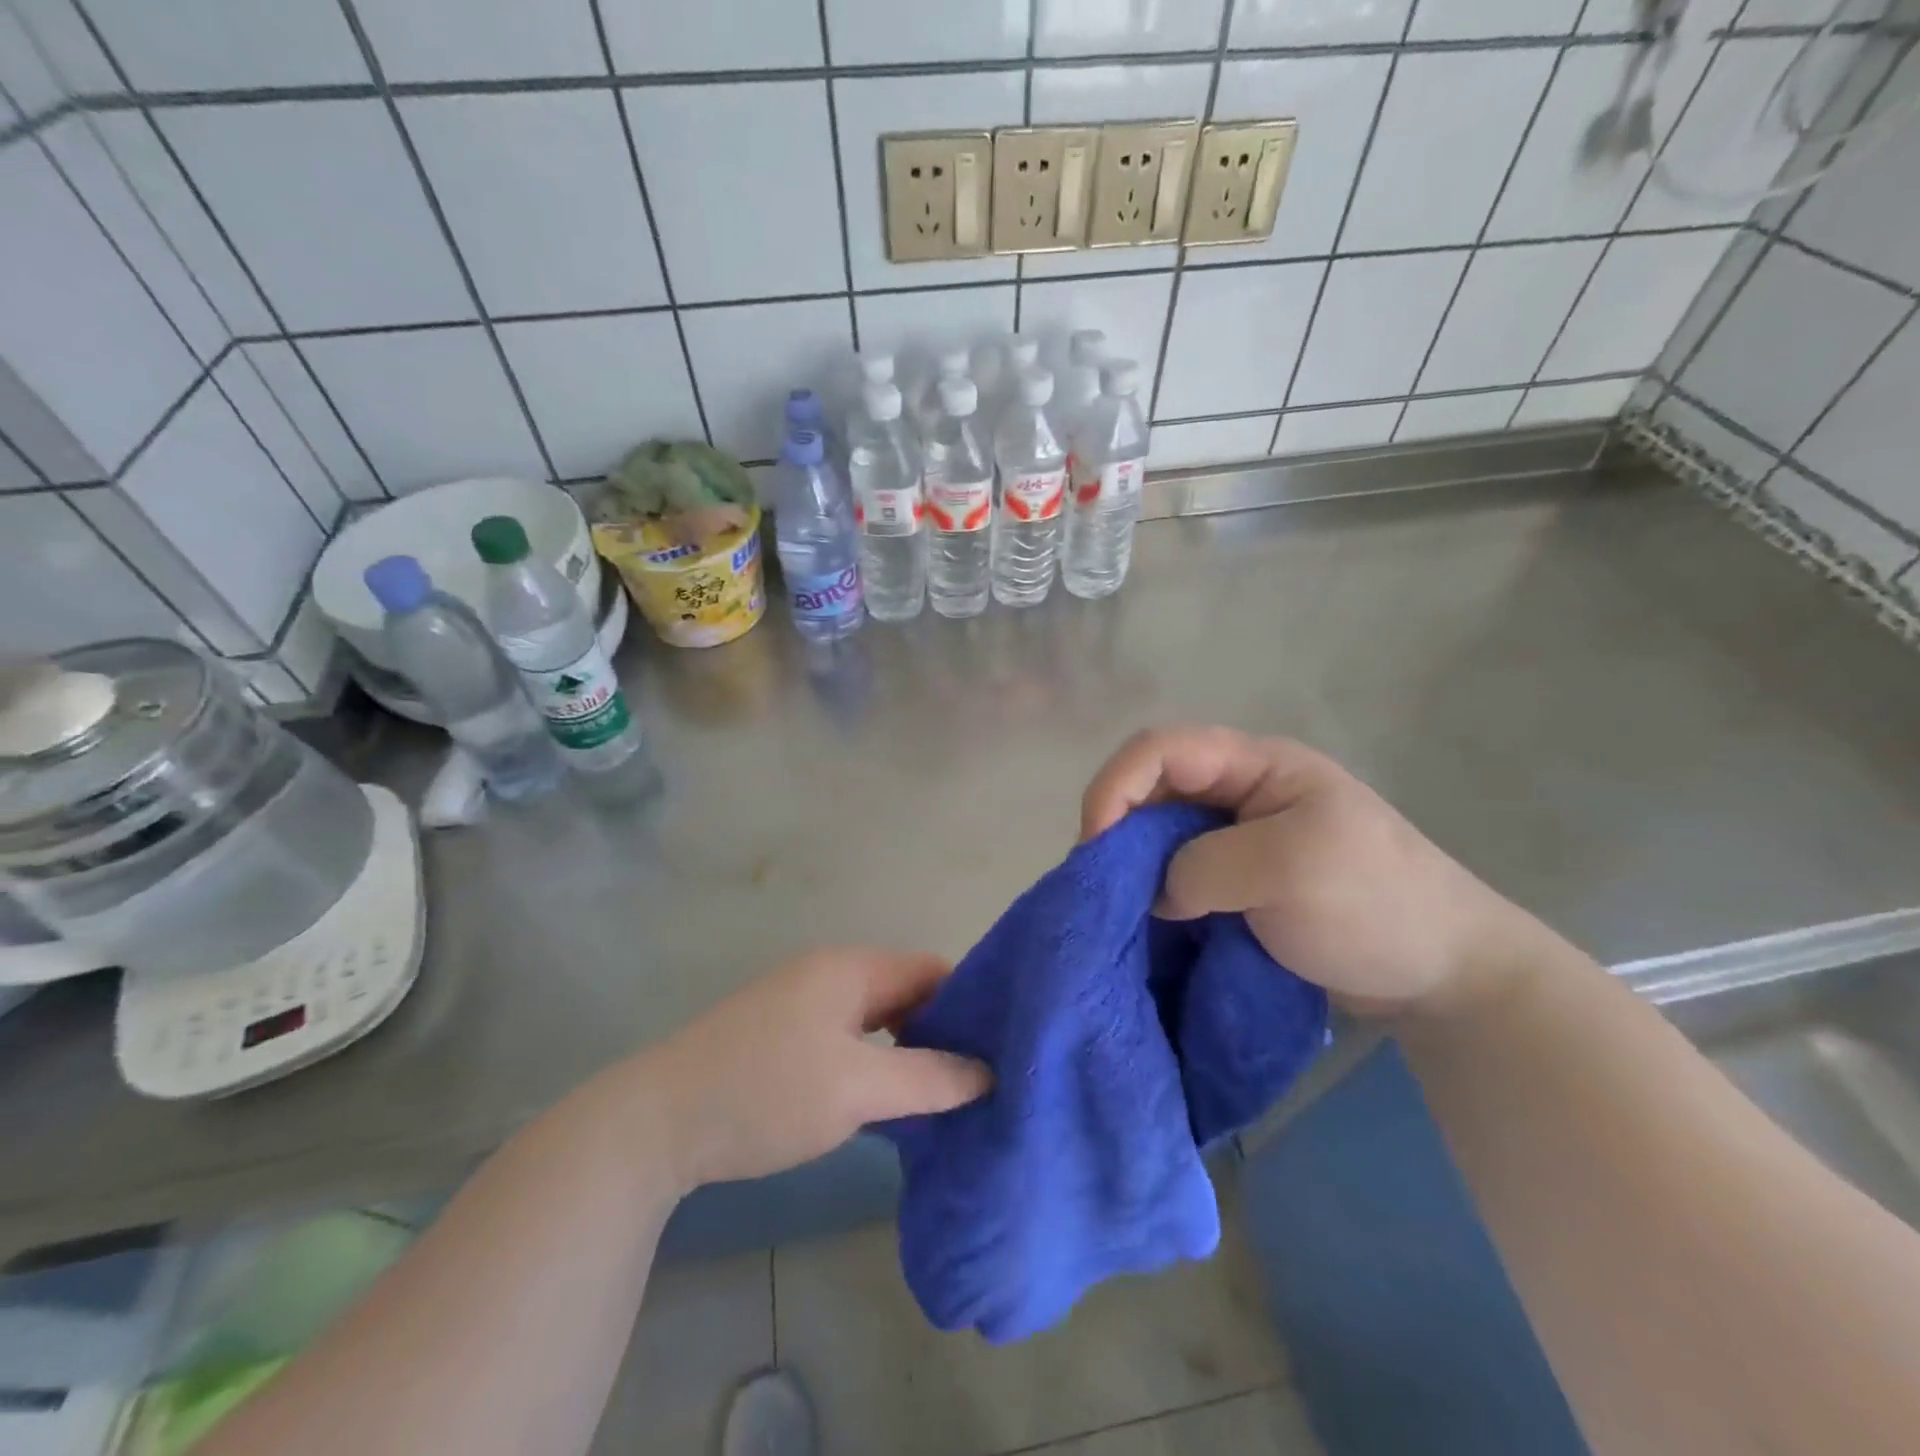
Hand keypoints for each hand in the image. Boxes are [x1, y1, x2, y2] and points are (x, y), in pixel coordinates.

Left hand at [641, 947, 990, 1189]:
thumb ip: (928, 1079)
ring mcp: (801, 1001)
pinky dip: (873, 1060)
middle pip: (905, 991)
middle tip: (974, 1080)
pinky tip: (883, 1097)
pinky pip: (847, 1035)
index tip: (997, 1050)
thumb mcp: (856, 1089)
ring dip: (906, 1049)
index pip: (932, 970)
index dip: (968, 1005)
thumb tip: (988, 1071)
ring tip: (938, 1094)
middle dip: (940, 1031)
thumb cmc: (765, 1093)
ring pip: (875, 1018)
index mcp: (850, 968)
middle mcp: (829, 972)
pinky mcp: (781, 1033)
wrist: (656, 1121)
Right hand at [1082, 726, 1540, 1015]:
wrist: (1445, 975)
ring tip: (1117, 907)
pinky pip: (1177, 874)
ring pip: (1159, 833)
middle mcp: (1239, 792)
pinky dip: (1154, 893)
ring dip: (1132, 865)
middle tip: (1100, 885)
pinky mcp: (1237, 881)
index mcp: (1257, 765)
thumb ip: (1206, 867)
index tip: (1096, 845)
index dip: (1116, 785)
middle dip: (1117, 828)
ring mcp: (1238, 838)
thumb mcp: (1292, 869)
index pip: (1161, 748)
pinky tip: (1146, 921)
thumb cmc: (1377, 905)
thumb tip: (1155, 891)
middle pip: (1152, 787)